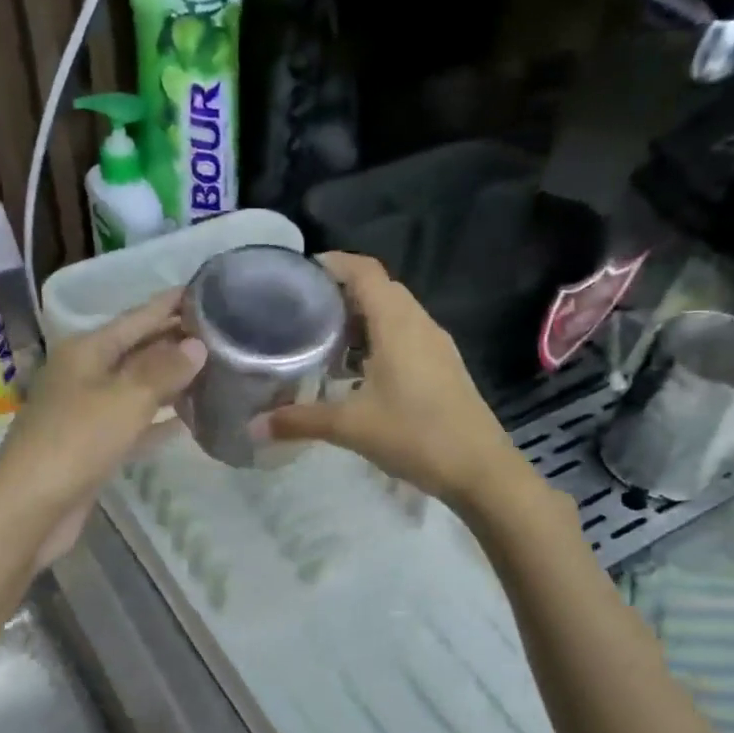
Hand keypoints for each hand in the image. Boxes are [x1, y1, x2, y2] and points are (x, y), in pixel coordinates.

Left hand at [0, 290, 204, 566]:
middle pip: (138, 350)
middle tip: (224, 334)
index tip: (207, 289)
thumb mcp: (125, 399)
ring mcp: (88, 411)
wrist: (31, 507)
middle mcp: (85, 373)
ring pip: (138, 387)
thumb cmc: (76, 442)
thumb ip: (163, 370)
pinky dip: (159, 420)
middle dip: (176, 341)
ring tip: (215, 372)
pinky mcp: (94, 446)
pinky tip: (189, 421)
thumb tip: (197, 345)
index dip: (171, 304)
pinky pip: (135, 423)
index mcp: (87, 350)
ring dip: (171, 381)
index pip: (137, 317)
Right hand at [257, 253, 519, 508]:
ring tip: (323, 342)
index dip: (333, 263)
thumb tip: (253, 427)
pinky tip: (357, 373)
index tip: (299, 274)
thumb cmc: (415, 436)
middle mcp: (419, 324)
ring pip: (394, 314)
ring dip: (360, 320)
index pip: (364, 271)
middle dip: (341, 293)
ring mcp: (436, 345)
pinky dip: (378, 341)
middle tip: (302, 311)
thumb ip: (300, 421)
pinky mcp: (443, 367)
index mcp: (397, 324)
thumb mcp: (351, 427)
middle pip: (379, 289)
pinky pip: (405, 337)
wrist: (480, 469)